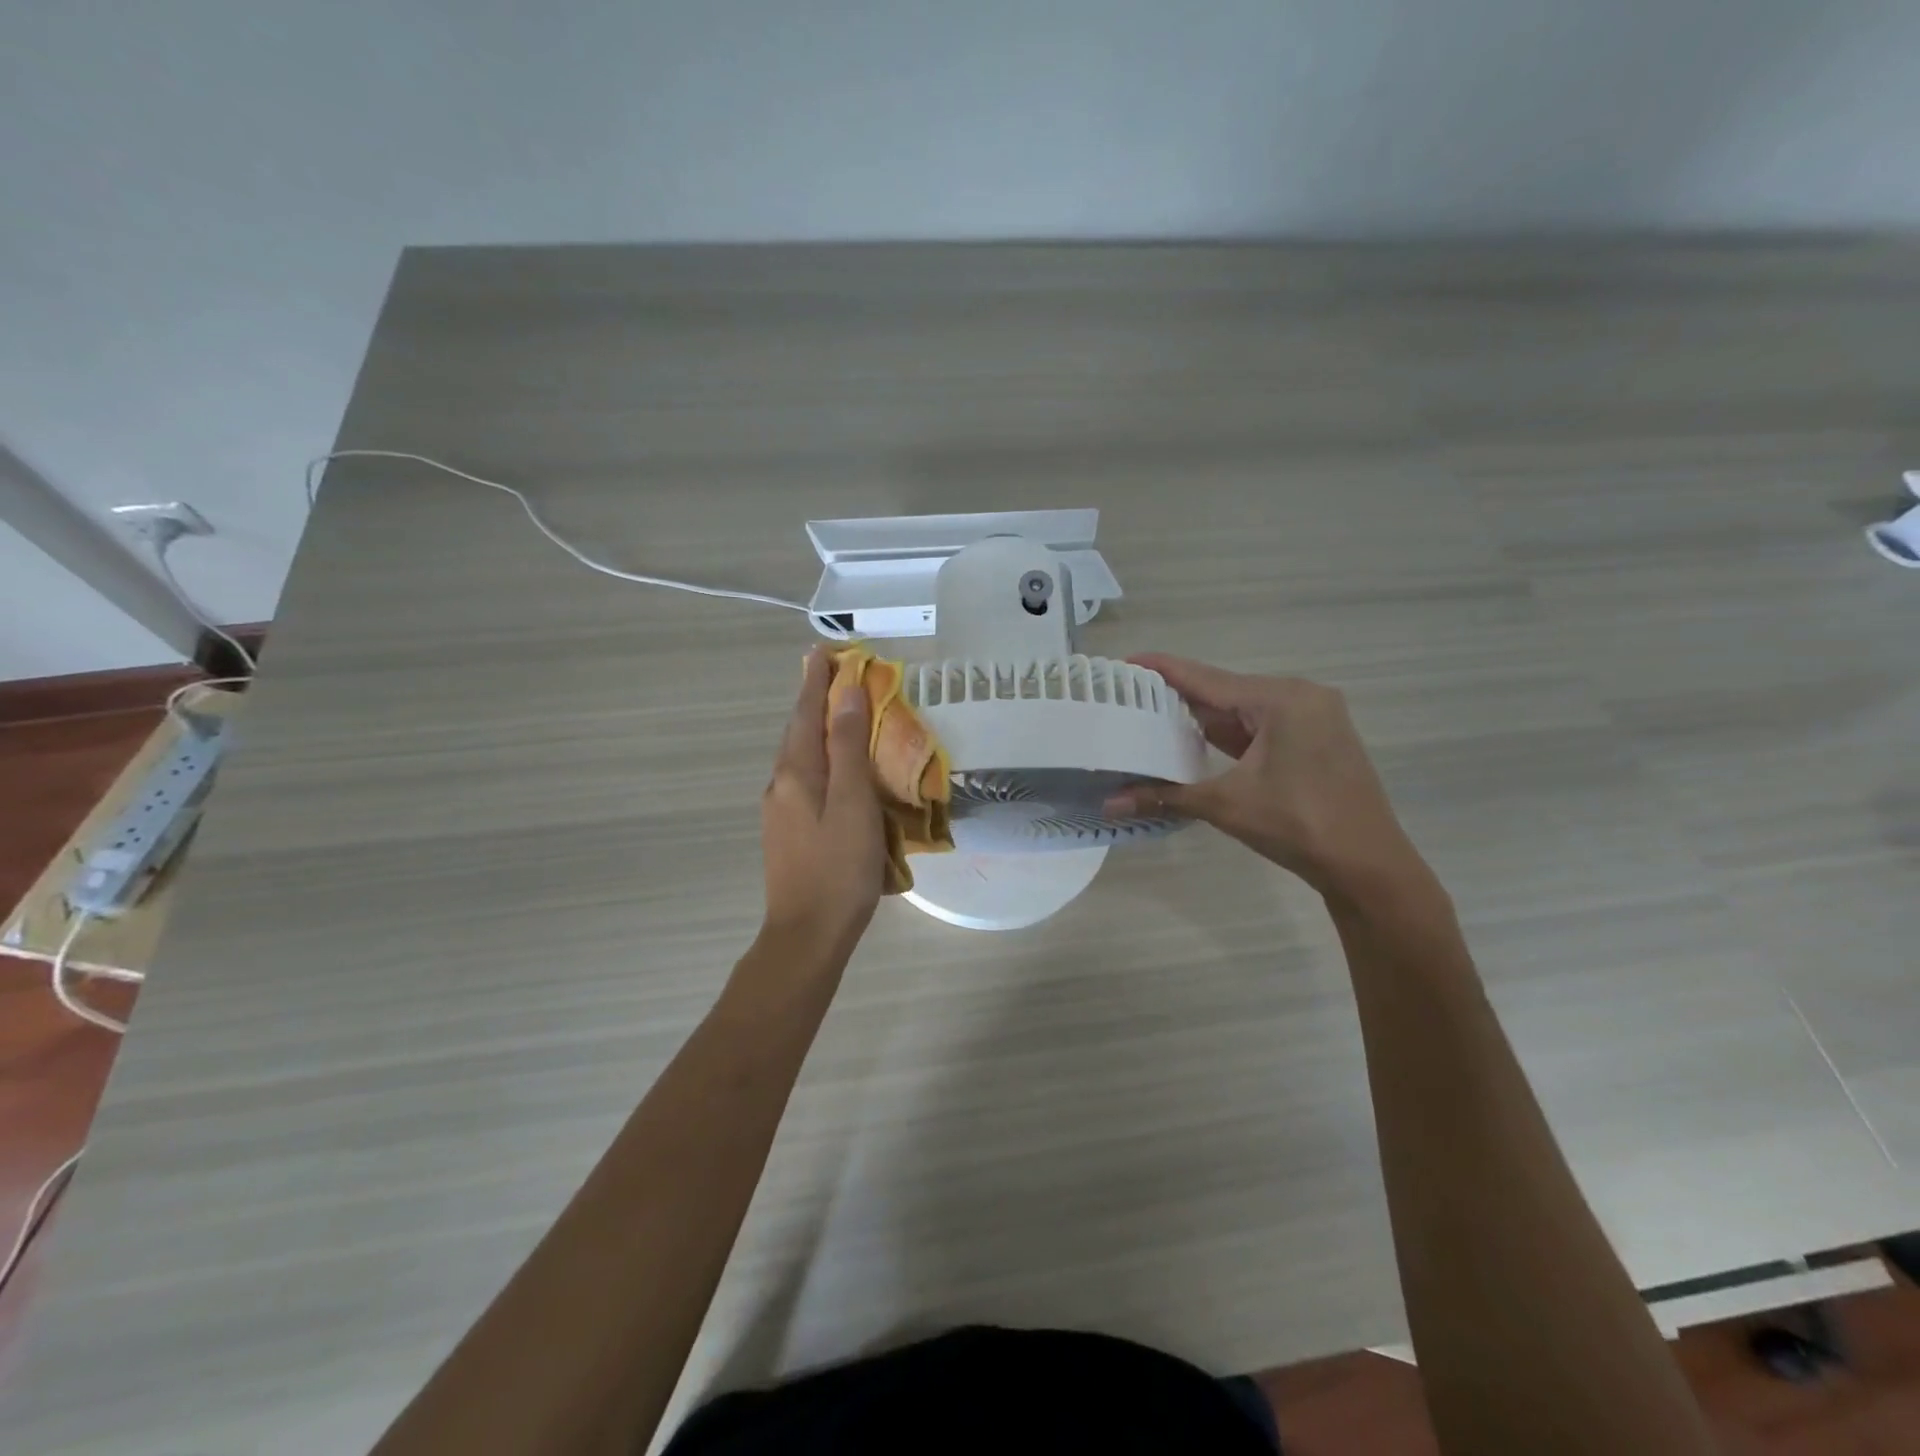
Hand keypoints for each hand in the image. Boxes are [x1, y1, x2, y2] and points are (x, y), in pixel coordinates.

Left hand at [759, 648, 887, 962]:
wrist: (807, 935)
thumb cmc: (838, 869)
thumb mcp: (853, 804)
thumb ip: (848, 748)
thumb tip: (845, 693)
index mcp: (795, 773)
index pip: (805, 713)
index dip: (816, 681)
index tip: (825, 650)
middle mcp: (780, 784)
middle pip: (798, 731)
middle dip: (814, 700)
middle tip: (836, 673)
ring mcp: (780, 810)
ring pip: (800, 755)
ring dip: (817, 728)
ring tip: (839, 711)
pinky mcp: (788, 830)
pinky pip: (805, 778)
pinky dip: (820, 758)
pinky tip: (835, 767)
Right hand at [1106, 654, 1420, 897]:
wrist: (1368, 865)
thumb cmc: (1299, 826)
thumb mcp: (1226, 805)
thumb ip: (1165, 797)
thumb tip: (1108, 805)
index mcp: (1281, 699)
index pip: (1207, 678)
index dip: (1163, 670)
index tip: (1125, 662)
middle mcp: (1300, 696)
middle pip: (1225, 690)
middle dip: (1178, 695)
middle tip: (1129, 696)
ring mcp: (1313, 717)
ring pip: (1243, 709)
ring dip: (1203, 716)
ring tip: (1152, 715)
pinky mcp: (1316, 739)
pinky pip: (1262, 725)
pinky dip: (1229, 732)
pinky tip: (1196, 738)